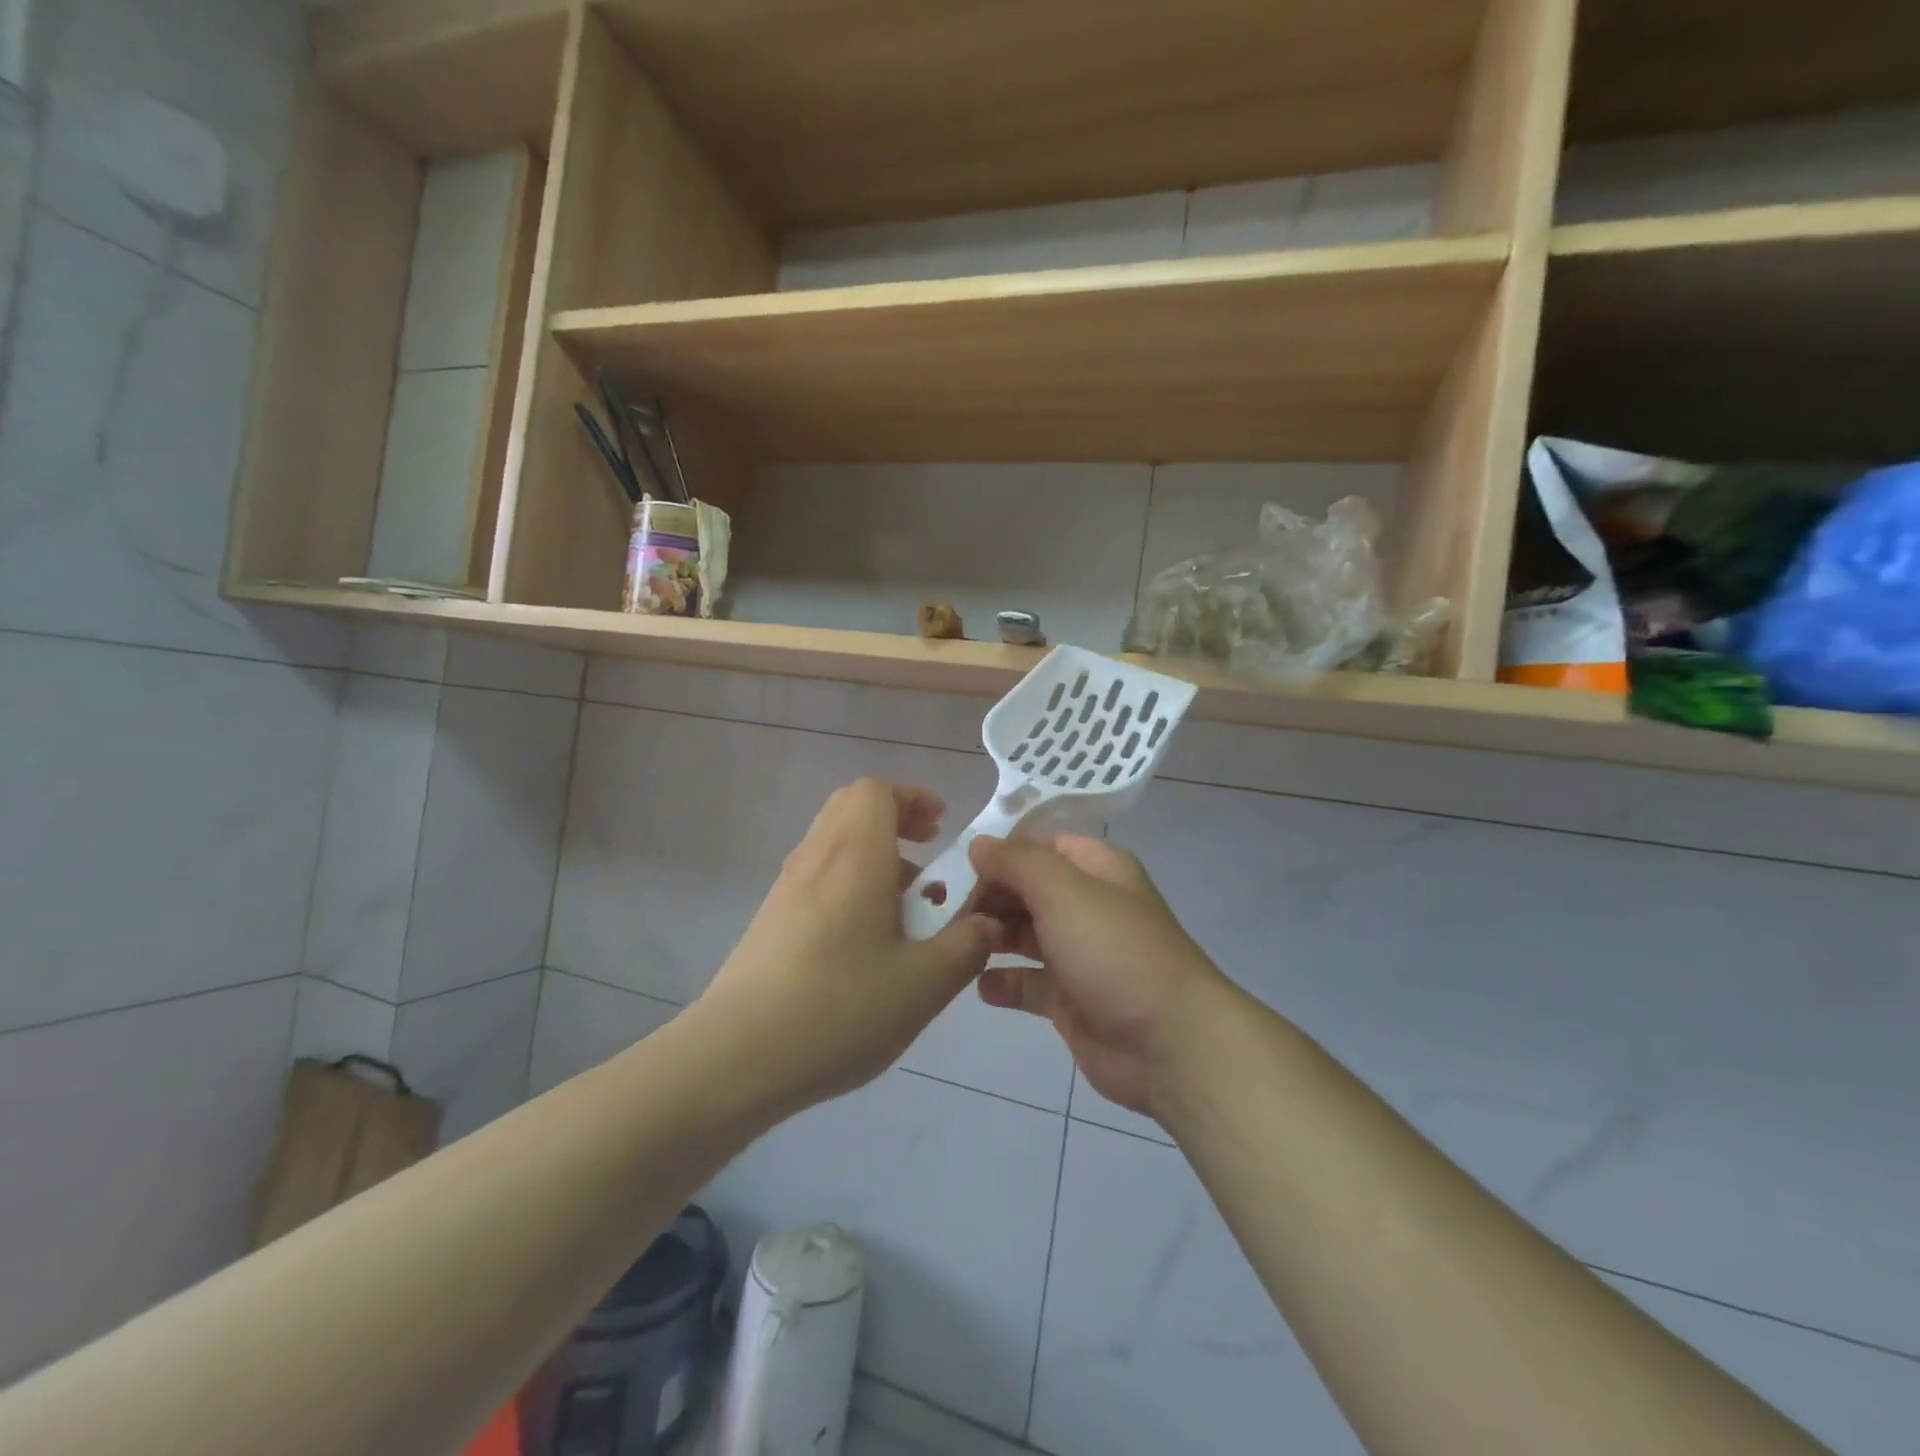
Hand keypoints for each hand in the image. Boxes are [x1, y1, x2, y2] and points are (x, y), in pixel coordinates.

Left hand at [692, 780, 997, 1117]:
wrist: (736, 1057)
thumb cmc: (838, 1010)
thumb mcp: (923, 985)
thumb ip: (965, 946)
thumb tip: (987, 923)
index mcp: (854, 857)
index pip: (876, 791)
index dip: (914, 797)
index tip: (943, 828)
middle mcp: (816, 858)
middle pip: (852, 807)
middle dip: (896, 819)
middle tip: (929, 854)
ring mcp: (787, 888)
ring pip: (835, 841)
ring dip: (875, 853)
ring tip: (907, 904)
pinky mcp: (771, 918)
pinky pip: (819, 874)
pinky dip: (851, 880)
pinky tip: (868, 938)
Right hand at [970, 835, 1227, 1118]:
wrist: (1170, 1043)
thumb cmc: (1115, 951)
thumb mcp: (1064, 891)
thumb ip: (1017, 863)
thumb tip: (979, 844)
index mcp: (1096, 868)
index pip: (1039, 845)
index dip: (999, 852)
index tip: (956, 866)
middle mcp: (1086, 905)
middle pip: (1026, 889)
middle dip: (987, 896)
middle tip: (942, 909)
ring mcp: (1078, 953)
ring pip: (1022, 934)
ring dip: (990, 936)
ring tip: (955, 944)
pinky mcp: (1069, 999)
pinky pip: (1027, 983)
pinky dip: (1003, 982)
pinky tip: (980, 986)